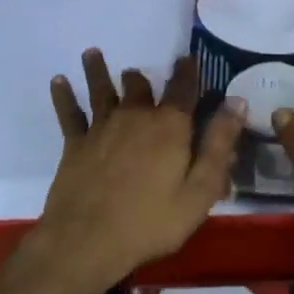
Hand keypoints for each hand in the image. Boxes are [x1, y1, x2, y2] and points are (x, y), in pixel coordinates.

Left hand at [34, 50, 244, 293]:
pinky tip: (58, 80)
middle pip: (139, 87)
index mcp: (169, 126)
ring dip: (98, 70)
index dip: (187, 72)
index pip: (183, 89)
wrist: (87, 240)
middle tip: (139, 72)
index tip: (188, 59)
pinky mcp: (76, 144)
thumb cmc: (151, 221)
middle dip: (141, 77)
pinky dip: (63, 95)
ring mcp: (102, 128)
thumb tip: (236, 101)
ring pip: (102, 90)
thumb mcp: (200, 190)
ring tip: (92, 53)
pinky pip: (69, 113)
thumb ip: (218, 145)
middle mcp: (135, 116)